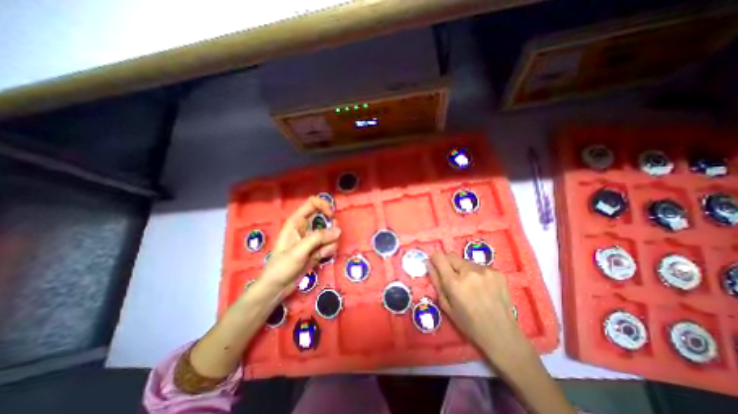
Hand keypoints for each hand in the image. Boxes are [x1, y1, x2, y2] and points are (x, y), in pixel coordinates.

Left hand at [257, 195, 341, 298]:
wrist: (277, 288)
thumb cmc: (282, 266)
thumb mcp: (299, 250)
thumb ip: (318, 238)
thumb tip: (338, 230)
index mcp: (296, 222)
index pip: (313, 203)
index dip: (324, 205)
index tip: (332, 216)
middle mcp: (305, 227)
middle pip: (325, 217)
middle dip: (331, 226)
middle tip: (331, 237)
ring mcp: (312, 239)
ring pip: (330, 232)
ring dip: (330, 242)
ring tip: (321, 253)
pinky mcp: (317, 249)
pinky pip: (330, 244)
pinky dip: (329, 250)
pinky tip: (320, 258)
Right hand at [424, 253, 534, 367]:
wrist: (502, 335)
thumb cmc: (469, 324)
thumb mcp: (446, 305)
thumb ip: (436, 281)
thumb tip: (429, 263)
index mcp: (454, 282)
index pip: (439, 256)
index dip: (435, 258)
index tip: (436, 264)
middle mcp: (470, 272)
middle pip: (452, 256)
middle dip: (449, 264)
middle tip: (454, 279)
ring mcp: (486, 270)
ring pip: (466, 261)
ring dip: (464, 269)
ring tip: (471, 285)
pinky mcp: (498, 272)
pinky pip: (479, 266)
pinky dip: (477, 273)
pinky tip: (483, 287)